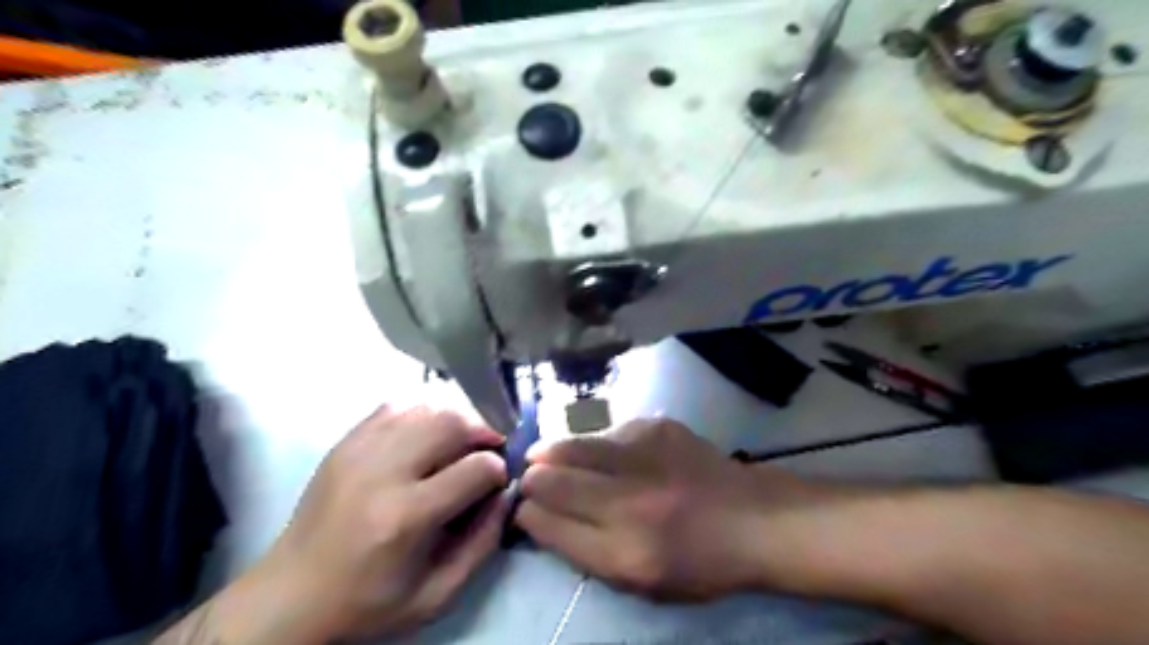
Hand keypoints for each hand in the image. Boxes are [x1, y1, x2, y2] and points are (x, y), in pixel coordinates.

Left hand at [260, 406, 512, 636]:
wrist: (291, 596)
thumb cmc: (368, 602)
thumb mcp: (437, 594)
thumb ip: (483, 542)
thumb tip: (505, 493)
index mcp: (406, 518)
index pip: (476, 468)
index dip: (499, 471)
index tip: (498, 482)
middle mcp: (383, 473)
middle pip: (452, 423)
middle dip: (483, 432)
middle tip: (489, 449)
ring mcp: (359, 450)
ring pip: (427, 408)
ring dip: (455, 421)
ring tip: (459, 443)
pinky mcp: (345, 442)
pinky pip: (397, 407)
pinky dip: (422, 415)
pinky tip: (425, 438)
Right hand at [517, 417, 809, 601]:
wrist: (752, 519)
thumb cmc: (697, 562)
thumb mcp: (640, 584)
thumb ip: (585, 553)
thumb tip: (541, 519)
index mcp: (624, 553)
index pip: (549, 526)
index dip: (527, 515)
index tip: (523, 507)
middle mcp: (630, 502)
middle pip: (554, 481)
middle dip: (532, 479)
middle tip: (530, 476)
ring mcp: (644, 457)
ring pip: (573, 446)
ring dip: (553, 452)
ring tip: (545, 454)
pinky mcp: (657, 427)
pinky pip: (607, 432)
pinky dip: (596, 444)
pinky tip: (606, 452)